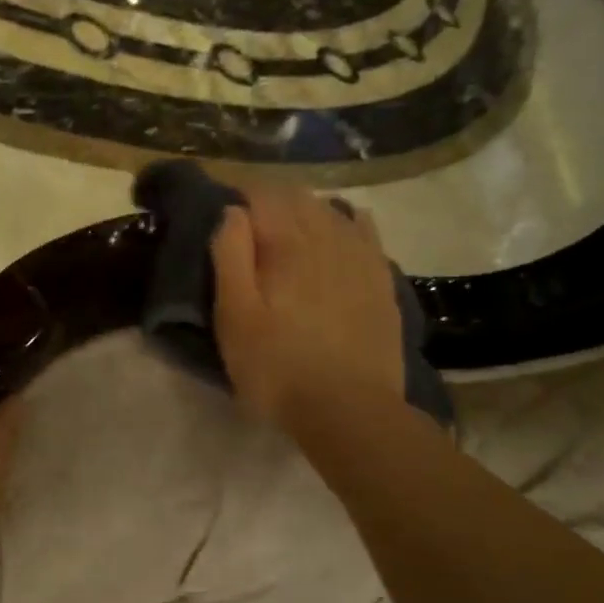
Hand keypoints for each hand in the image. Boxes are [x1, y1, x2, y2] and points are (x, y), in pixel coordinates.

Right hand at [210, 184, 406, 431]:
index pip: (262, 193)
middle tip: (248, 221)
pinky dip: (346, 220)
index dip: (239, 193)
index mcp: (288, 243)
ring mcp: (361, 256)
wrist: (349, 410)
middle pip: (298, 197)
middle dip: (270, 199)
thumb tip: (233, 212)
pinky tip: (340, 228)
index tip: (222, 207)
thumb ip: (230, 257)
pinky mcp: (381, 279)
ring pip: (331, 210)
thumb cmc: (276, 367)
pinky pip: (365, 230)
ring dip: (304, 208)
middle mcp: (328, 237)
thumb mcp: (234, 317)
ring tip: (286, 226)